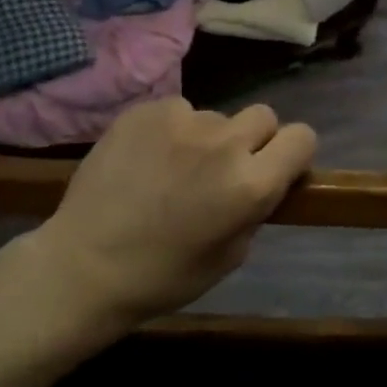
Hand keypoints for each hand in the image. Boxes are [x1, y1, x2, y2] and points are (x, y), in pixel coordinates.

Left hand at [28, 98, 316, 333]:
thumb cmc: (163, 276)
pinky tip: (146, 159)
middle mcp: (223, 143)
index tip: (276, 168)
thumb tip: (262, 181)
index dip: (293, 153)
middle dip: (254, 140)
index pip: (302, 137)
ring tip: (173, 169)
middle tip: (225, 168)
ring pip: (215, 117)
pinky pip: (177, 111)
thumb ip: (255, 209)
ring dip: (207, 138)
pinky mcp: (145, 111)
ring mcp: (181, 121)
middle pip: (264, 116)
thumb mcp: (231, 256)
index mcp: (250, 185)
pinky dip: (171, 132)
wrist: (83, 265)